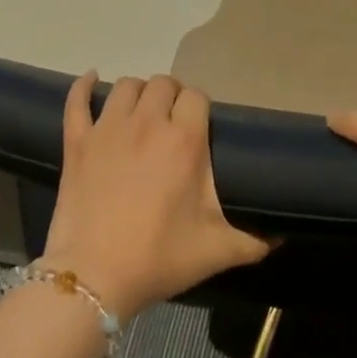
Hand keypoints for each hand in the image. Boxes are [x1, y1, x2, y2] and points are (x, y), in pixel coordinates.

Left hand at [42, 72, 272, 321]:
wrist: (95, 277)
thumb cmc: (159, 258)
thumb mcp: (217, 251)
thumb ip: (254, 240)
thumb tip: (279, 236)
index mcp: (184, 140)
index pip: (196, 97)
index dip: (199, 107)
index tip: (199, 126)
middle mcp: (147, 123)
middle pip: (162, 84)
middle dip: (171, 96)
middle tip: (172, 121)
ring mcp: (107, 129)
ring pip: (125, 86)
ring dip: (137, 92)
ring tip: (141, 110)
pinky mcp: (76, 142)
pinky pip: (77, 100)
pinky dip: (83, 86)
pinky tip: (91, 80)